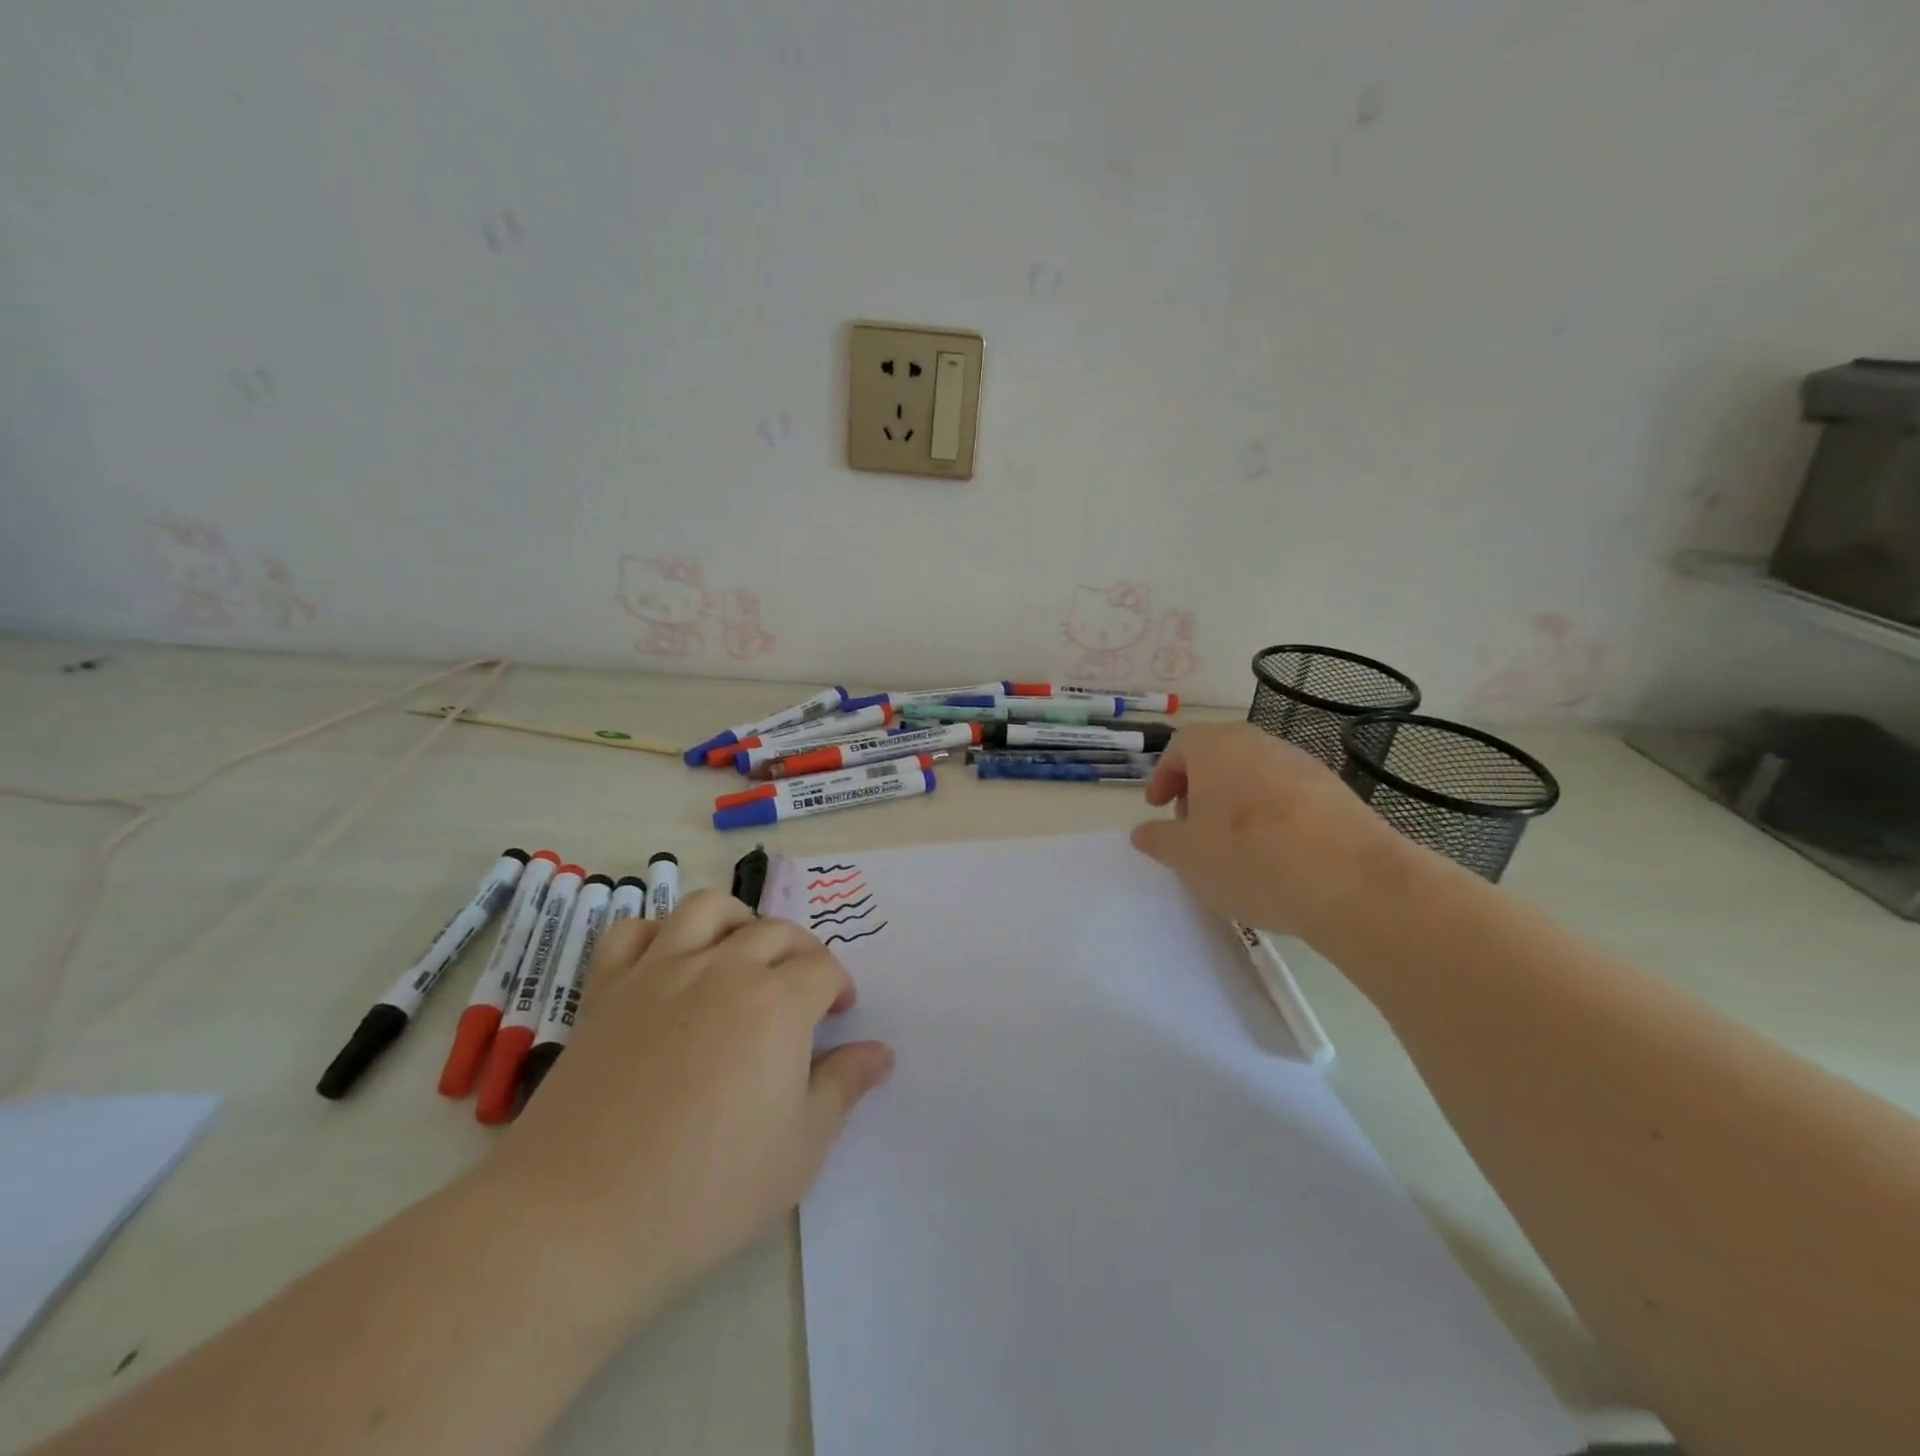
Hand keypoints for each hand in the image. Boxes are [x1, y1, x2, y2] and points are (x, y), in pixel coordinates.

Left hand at [482, 890, 893, 1323]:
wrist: (579, 1220)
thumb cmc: (708, 1190)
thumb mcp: (801, 1147)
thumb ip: (844, 1086)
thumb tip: (881, 1052)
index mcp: (778, 1002)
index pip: (824, 968)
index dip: (839, 987)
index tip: (839, 1016)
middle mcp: (723, 969)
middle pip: (776, 932)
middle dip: (802, 953)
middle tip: (803, 992)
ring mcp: (659, 972)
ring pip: (708, 909)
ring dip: (737, 921)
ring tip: (742, 954)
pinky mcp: (607, 991)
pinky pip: (632, 932)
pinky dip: (658, 932)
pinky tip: (669, 962)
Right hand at [1130, 722, 1414, 943]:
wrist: (1351, 881)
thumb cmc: (1248, 858)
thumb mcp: (1187, 857)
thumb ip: (1159, 840)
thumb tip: (1143, 831)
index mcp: (1215, 747)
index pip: (1179, 747)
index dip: (1164, 776)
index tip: (1158, 807)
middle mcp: (1258, 743)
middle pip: (1219, 755)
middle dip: (1199, 787)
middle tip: (1191, 824)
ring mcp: (1302, 763)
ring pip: (1255, 773)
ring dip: (1236, 800)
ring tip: (1233, 843)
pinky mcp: (1335, 790)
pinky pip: (1289, 794)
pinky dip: (1272, 814)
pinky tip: (1275, 852)